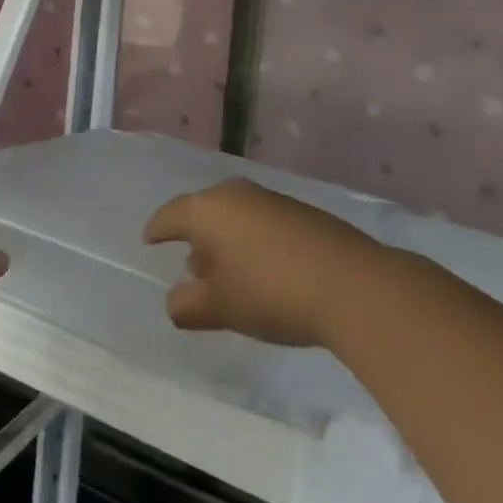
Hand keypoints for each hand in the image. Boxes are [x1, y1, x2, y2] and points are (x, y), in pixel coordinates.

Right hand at [143, 178, 380, 348]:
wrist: (353, 285)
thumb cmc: (270, 292)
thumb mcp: (219, 308)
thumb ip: (187, 306)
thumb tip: (175, 301)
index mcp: (207, 210)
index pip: (170, 215)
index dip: (157, 229)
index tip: (149, 240)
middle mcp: (236, 195)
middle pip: (204, 212)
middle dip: (195, 237)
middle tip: (191, 265)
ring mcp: (272, 200)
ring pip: (236, 217)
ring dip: (227, 241)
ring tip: (228, 272)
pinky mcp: (303, 214)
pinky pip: (263, 224)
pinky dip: (254, 243)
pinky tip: (265, 270)